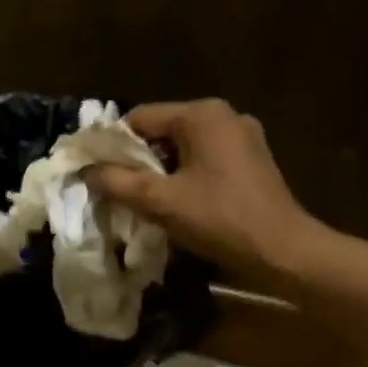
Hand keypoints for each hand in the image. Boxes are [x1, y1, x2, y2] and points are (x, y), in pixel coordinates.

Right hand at [85, 99, 322, 289]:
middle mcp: (224, 115)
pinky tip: (176, 201)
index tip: (97, 172)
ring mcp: (242, 136)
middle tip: (117, 188)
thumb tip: (84, 170)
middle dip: (137, 158)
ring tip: (142, 199)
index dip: (113, 144)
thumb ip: (117, 182)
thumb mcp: (160, 201)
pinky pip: (204, 158)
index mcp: (201, 115)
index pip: (139, 118)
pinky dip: (184, 174)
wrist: (283, 252)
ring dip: (160, 169)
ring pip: (182, 146)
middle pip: (162, 130)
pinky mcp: (252, 159)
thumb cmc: (219, 219)